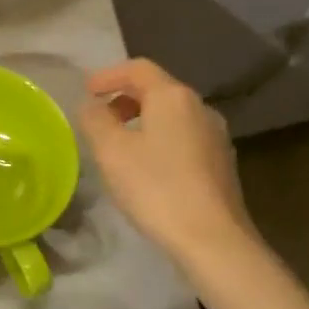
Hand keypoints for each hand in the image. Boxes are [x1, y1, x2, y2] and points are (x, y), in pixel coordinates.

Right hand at [77, 58, 258, 260]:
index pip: (138, 68)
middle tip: (99, 117)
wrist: (212, 240)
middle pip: (158, 89)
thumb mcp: (111, 151)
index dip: (108, 75)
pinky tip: (147, 166)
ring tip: (119, 144)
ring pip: (172, 115)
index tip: (86, 91)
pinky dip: (160, 139)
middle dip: (124, 97)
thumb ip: (95, 119)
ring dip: (142, 120)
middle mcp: (200, 108)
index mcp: (173, 97)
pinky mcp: (221, 163)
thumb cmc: (156, 187)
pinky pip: (184, 137)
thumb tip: (92, 105)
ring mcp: (215, 136)